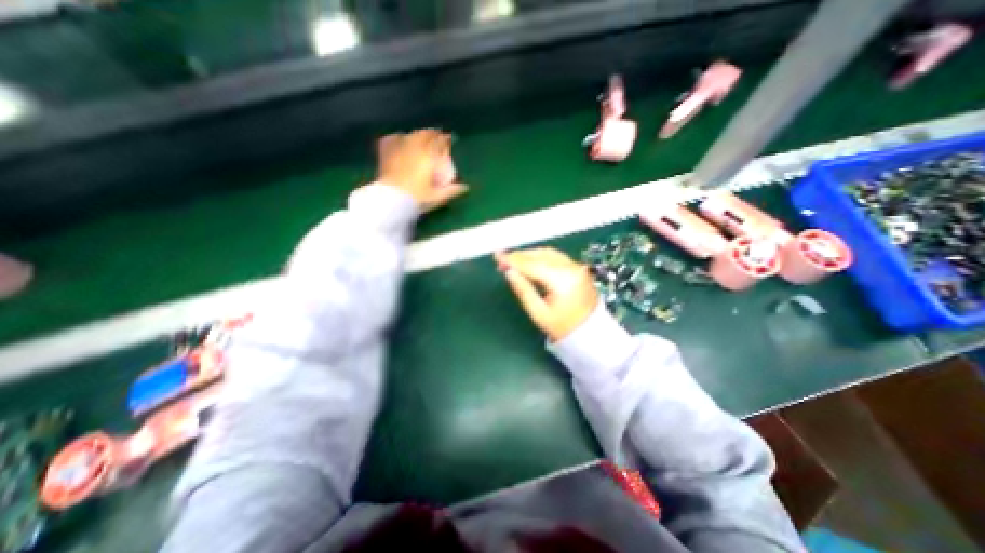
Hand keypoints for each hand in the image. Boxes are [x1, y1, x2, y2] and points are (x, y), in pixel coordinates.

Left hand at [378, 128, 467, 210]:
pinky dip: (398, 138)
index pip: (440, 140)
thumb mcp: (437, 197)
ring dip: (418, 136)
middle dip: (432, 135)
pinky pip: (392, 139)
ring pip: (410, 135)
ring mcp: (398, 148)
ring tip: (421, 140)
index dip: (446, 139)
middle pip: (425, 134)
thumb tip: (465, 187)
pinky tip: (400, 140)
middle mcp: (414, 146)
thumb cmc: (417, 198)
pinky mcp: (386, 153)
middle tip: (436, 140)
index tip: (450, 140)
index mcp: (428, 155)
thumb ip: (452, 190)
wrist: (391, 201)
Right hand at [497, 245, 595, 340]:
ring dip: (529, 255)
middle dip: (520, 256)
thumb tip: (508, 272)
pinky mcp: (577, 268)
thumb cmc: (563, 327)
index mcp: (563, 280)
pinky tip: (529, 262)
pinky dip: (540, 257)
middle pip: (540, 255)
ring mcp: (576, 267)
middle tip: (502, 259)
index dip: (513, 260)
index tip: (497, 256)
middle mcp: (571, 268)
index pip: (532, 265)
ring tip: (512, 260)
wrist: (590, 334)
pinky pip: (555, 257)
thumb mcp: (539, 313)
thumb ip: (523, 290)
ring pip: (548, 253)